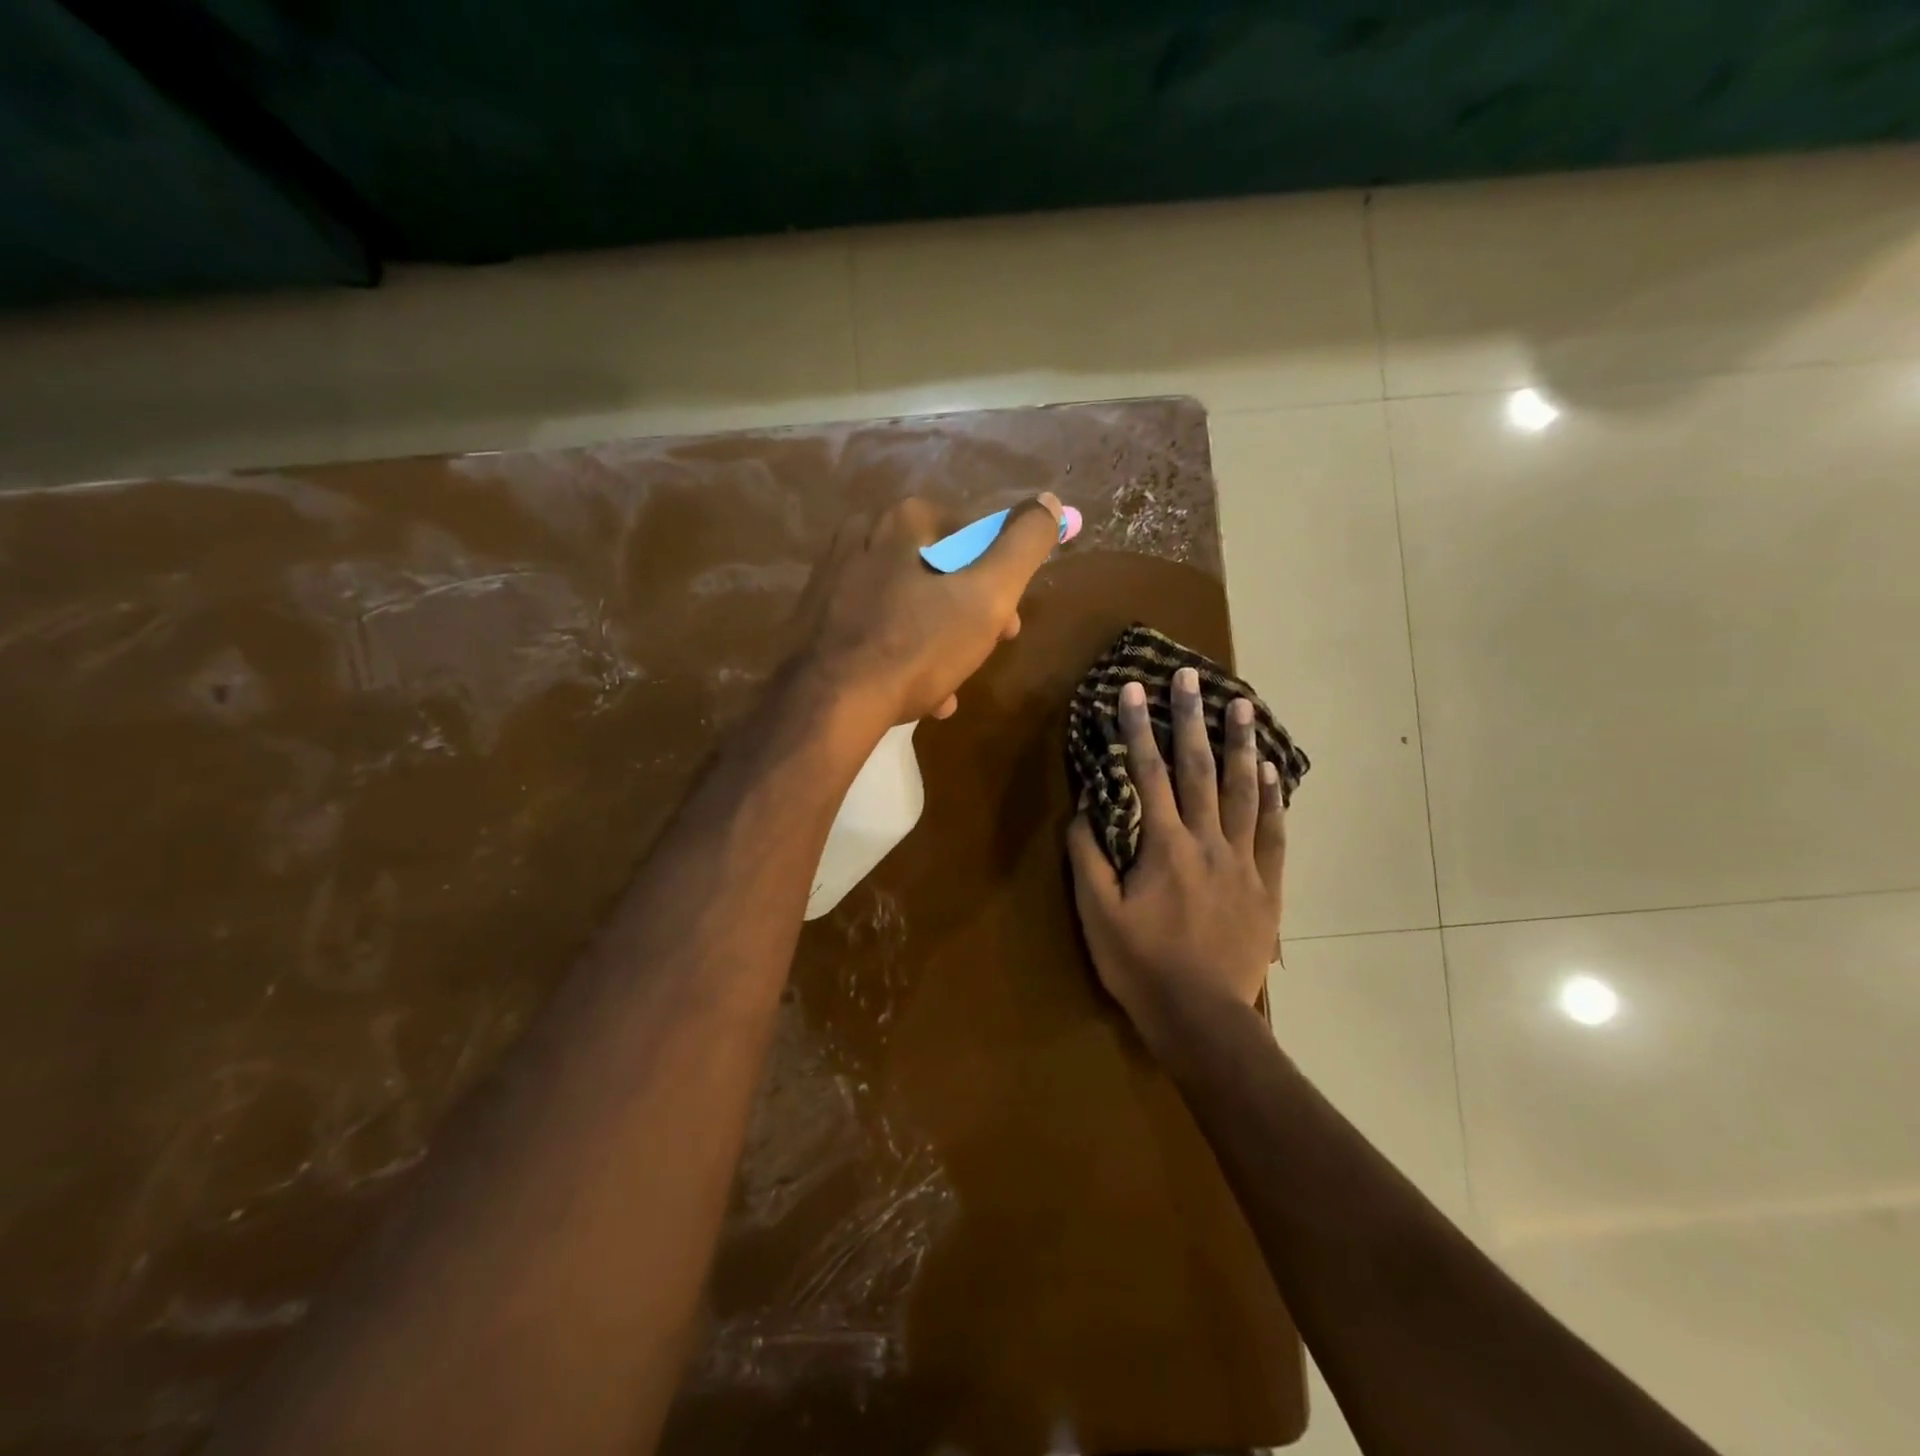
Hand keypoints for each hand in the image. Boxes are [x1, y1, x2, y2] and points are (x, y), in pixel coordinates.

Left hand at [789, 493, 1062, 727]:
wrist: (829, 704)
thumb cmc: (916, 646)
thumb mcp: (987, 595)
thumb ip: (1024, 545)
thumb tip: (1049, 502)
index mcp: (903, 520)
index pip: (972, 535)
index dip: (1000, 580)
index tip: (1008, 623)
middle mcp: (862, 536)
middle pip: (938, 572)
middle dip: (968, 614)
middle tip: (981, 653)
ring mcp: (833, 579)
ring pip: (907, 605)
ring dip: (937, 642)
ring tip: (950, 684)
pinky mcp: (817, 619)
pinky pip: (875, 629)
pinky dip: (900, 654)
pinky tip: (916, 693)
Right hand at [1067, 668, 1287, 1058]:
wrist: (1203, 1018)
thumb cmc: (1141, 965)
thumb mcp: (1097, 914)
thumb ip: (1089, 857)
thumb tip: (1084, 809)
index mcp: (1164, 846)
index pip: (1148, 774)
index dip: (1139, 729)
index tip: (1134, 690)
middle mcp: (1207, 842)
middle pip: (1199, 769)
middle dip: (1191, 719)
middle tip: (1191, 676)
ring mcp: (1243, 861)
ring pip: (1242, 791)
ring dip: (1240, 745)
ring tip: (1242, 704)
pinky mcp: (1267, 885)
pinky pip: (1272, 833)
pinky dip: (1272, 798)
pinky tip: (1271, 770)